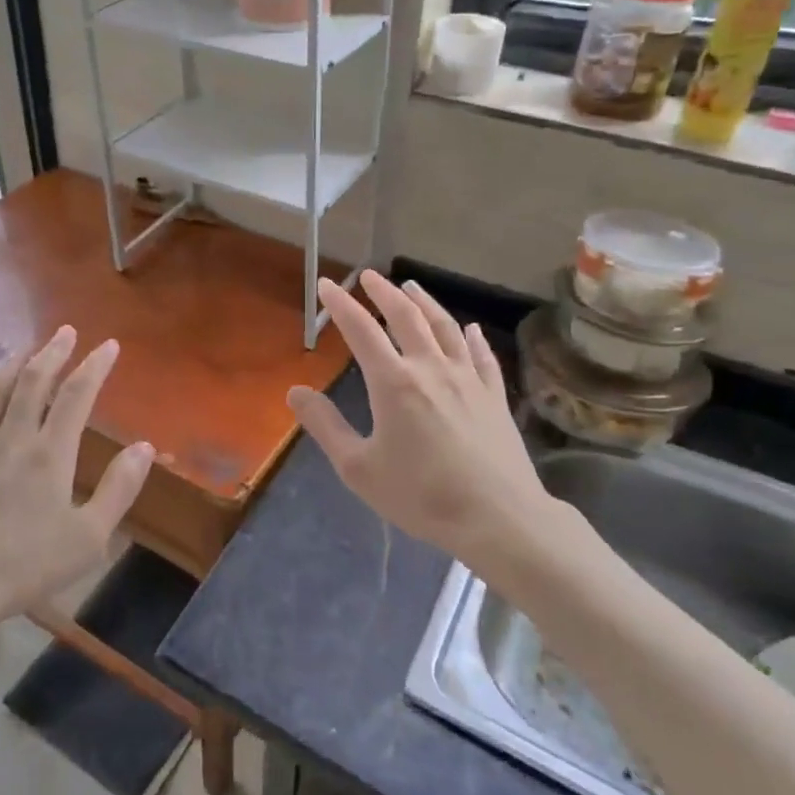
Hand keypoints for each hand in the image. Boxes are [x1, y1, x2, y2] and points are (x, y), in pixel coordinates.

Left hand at [0, 326, 152, 638]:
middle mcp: (13, 439)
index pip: (77, 396)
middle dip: (53, 353)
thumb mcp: (87, 537)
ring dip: (12, 366)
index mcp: (51, 453)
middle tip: (65, 331)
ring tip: (25, 349)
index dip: (95, 366)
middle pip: (33, 383)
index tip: (109, 345)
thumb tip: (145, 447)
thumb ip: (119, 489)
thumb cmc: (23, 566)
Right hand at [287, 271, 553, 575]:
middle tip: (368, 275)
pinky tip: (470, 328)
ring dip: (425, 303)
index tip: (326, 284)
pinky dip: (472, 336)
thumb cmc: (422, 496)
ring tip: (411, 286)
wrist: (499, 518)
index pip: (361, 330)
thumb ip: (326, 426)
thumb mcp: (359, 468)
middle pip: (406, 317)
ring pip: (445, 327)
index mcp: (394, 383)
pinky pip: (482, 356)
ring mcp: (468, 379)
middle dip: (383, 292)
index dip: (341, 304)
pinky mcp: (495, 396)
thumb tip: (295, 391)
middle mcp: (431, 368)